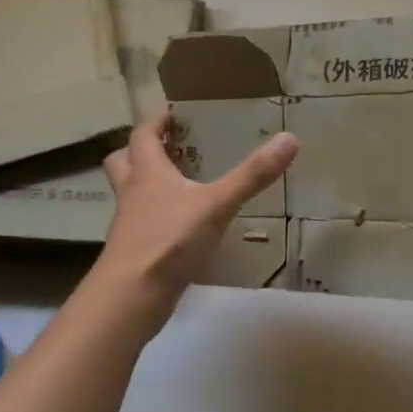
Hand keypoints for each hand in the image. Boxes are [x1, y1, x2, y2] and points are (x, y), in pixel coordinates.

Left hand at [97, 111, 297, 303]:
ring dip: (147, 185)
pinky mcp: (134, 252)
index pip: (142, 135)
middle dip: (141, 151)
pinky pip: (142, 225)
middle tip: (169, 148)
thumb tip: (290, 138)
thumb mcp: (217, 204)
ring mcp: (129, 225)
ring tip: (179, 186)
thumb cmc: (170, 240)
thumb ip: (252, 175)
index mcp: (147, 172)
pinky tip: (182, 228)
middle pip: (122, 161)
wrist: (132, 296)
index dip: (156, 122)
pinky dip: (157, 219)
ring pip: (130, 195)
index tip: (173, 115)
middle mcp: (132, 193)